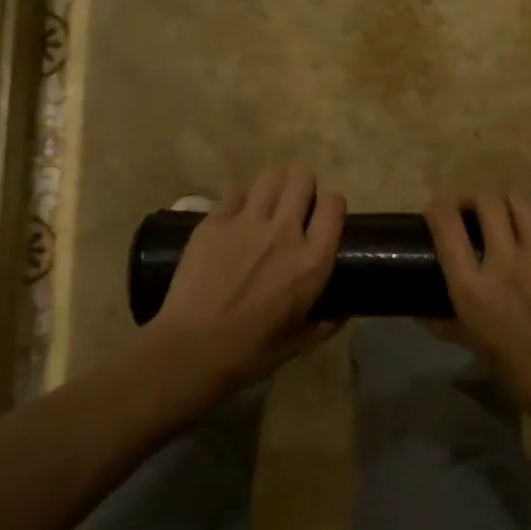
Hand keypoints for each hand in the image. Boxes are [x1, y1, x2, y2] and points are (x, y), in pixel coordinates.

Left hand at [143, 162, 345, 414]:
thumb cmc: (249, 353)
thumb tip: (340, 313)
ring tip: (268, 204)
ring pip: (271, 176)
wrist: (189, 351)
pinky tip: (234, 221)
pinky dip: (240, 202)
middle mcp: (284, 231)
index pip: (334, 204)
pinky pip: (235, 194)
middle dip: (303, 186)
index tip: (323, 217)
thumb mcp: (297, 343)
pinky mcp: (214, 221)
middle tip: (295, 205)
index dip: (331, 205)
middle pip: (302, 177)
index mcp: (311, 260)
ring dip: (274, 186)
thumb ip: (324, 323)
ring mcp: (247, 222)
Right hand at [426, 192, 530, 458]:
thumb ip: (447, 324)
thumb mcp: (476, 347)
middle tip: (474, 211)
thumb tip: (422, 313)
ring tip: (506, 212)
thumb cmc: (522, 372)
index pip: (446, 226)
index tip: (437, 211)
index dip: (437, 209)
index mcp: (472, 289)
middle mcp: (504, 261)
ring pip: (519, 200)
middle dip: (474, 199)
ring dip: (506, 201)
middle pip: (485, 201)